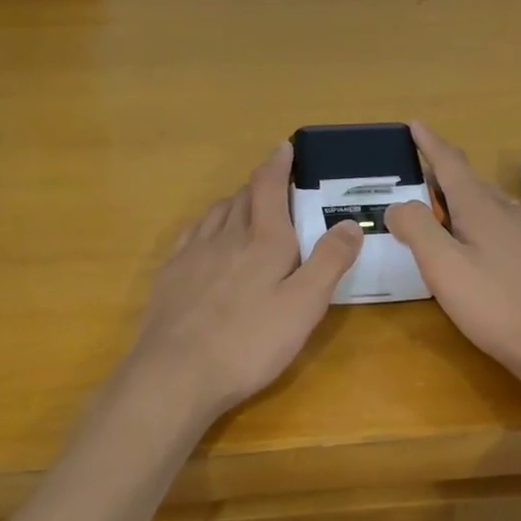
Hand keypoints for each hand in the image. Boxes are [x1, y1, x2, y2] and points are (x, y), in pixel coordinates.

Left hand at [119, 143, 362, 429]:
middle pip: (243, 196)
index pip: (269, 186)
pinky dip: (207, 225)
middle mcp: (227, 236)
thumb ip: (329, 261)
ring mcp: (193, 253)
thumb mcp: (304, 306)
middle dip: (261, 184)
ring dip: (235, 202)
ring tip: (246, 209)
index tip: (284, 147)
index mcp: (264, 240)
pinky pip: (192, 233)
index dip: (278, 164)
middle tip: (276, 185)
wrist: (175, 373)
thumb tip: (349, 222)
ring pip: (216, 212)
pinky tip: (208, 239)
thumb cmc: (249, 342)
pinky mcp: (171, 274)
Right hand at [385, 122, 520, 390]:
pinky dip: (481, 225)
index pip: (451, 163)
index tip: (415, 123)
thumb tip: (398, 204)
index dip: (430, 143)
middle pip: (471, 183)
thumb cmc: (497, 305)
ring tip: (442, 212)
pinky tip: (480, 249)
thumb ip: (417, 229)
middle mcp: (509, 212)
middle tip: (417, 178)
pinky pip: (504, 228)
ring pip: (490, 206)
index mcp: (481, 208)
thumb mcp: (444, 267)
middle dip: (443, 175)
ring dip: (462, 201)